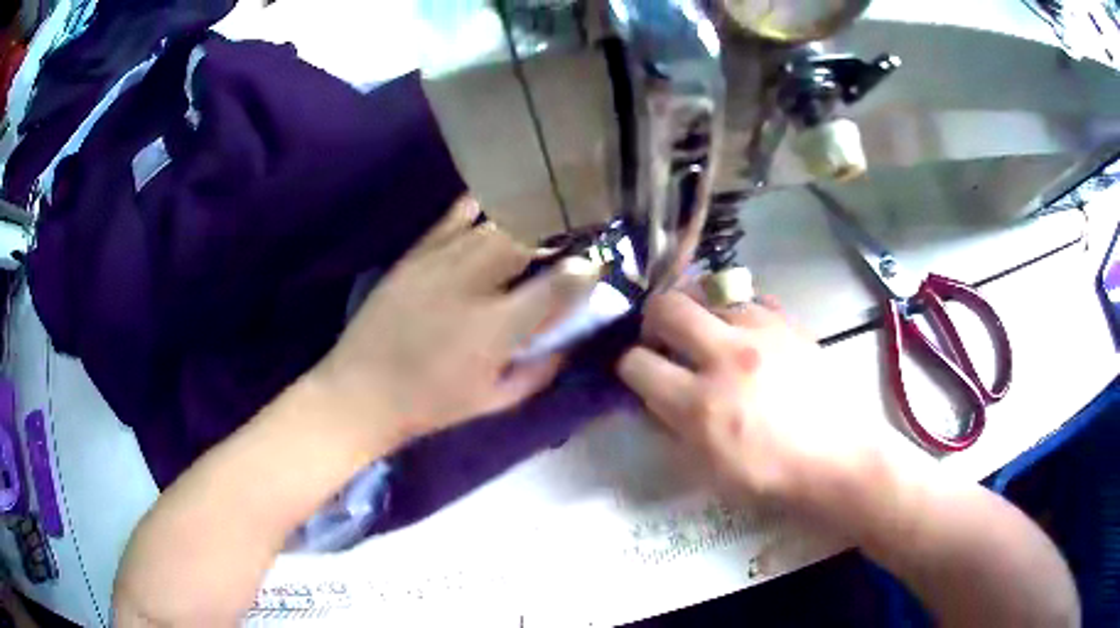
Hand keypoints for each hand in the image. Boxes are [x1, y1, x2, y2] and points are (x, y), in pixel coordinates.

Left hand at [313, 196, 599, 445]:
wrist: (361, 392)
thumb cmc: (432, 405)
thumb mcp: (495, 401)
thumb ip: (540, 369)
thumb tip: (571, 338)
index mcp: (496, 329)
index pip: (557, 286)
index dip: (585, 271)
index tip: (595, 265)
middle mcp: (472, 286)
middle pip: (527, 239)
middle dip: (557, 233)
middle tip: (570, 236)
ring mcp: (439, 264)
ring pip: (495, 224)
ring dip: (525, 219)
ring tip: (542, 218)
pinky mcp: (415, 255)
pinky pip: (453, 217)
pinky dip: (479, 206)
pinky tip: (495, 203)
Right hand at [617, 290, 894, 511]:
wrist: (836, 459)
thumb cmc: (770, 475)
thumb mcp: (708, 468)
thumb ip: (673, 427)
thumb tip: (654, 395)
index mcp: (700, 405)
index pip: (638, 364)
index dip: (630, 368)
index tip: (640, 373)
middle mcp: (725, 357)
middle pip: (666, 307)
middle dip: (652, 320)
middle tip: (662, 338)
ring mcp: (762, 333)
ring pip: (708, 292)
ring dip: (696, 310)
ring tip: (705, 331)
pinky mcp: (789, 324)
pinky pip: (750, 298)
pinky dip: (736, 310)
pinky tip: (743, 330)